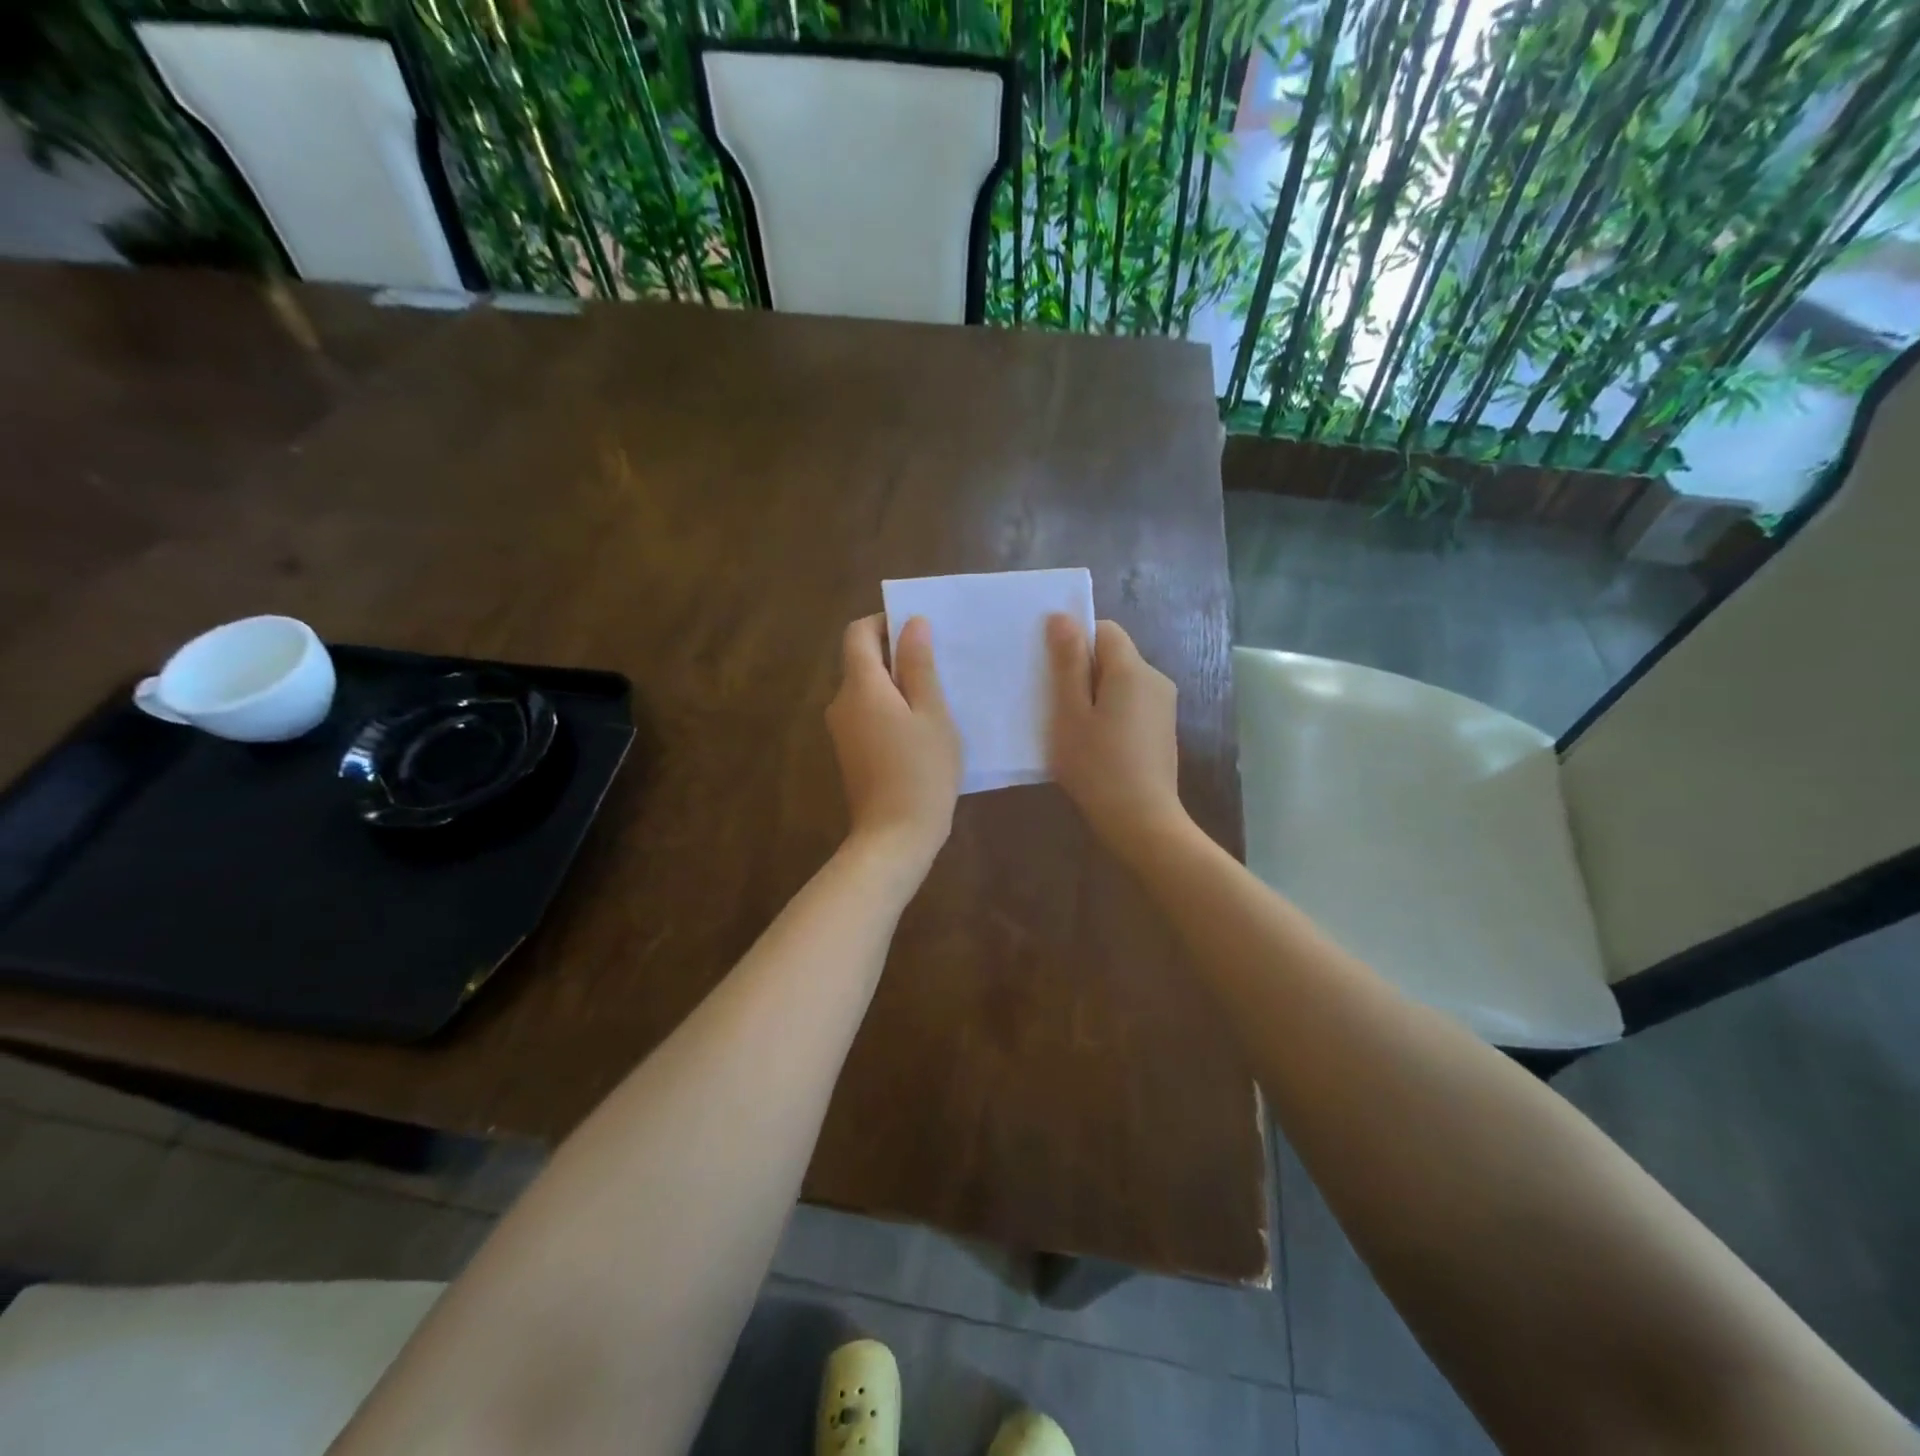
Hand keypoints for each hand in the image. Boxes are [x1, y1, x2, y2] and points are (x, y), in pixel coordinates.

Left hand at [826, 615, 961, 867]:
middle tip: (939, 666)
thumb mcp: (932, 714)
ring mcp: (842, 730)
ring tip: (936, 699)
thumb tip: (912, 623)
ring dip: (896, 685)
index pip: (858, 633)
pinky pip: (867, 714)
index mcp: (860, 686)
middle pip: (861, 661)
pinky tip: (920, 730)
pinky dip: (890, 710)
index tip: (919, 632)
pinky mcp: (850, 752)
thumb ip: (920, 666)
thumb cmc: (921, 771)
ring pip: (867, 690)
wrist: (895, 837)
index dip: (885, 623)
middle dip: (896, 655)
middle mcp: (841, 703)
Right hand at [1046, 614, 1188, 852]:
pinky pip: (1131, 703)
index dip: (1075, 642)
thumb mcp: (1070, 713)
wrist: (1142, 821)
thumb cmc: (1097, 766)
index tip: (1053, 672)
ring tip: (1074, 729)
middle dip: (1083, 671)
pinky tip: (1097, 744)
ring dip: (1095, 694)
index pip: (1104, 630)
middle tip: (1056, 705)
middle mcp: (1155, 679)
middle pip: (1113, 656)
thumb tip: (1063, 617)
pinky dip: (1111, 712)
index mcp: (1132, 670)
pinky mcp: (1163, 729)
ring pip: (1121, 681)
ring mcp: (1163, 705)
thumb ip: (1067, 663)